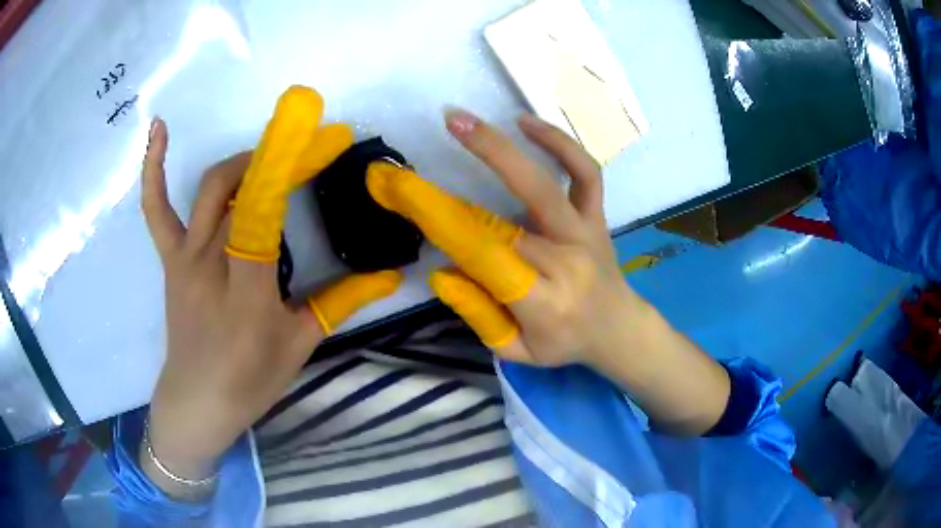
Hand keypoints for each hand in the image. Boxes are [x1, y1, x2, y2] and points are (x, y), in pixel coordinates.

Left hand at [140, 87, 400, 490]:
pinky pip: (155, 208)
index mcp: (247, 289)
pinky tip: (159, 129)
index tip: (328, 138)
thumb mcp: (300, 345)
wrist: (197, 400)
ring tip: (267, 156)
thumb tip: (390, 275)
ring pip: (208, 188)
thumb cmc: (250, 380)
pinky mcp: (169, 258)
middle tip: (308, 147)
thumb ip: (341, 303)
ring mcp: (184, 257)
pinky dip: (153, 167)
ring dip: (241, 161)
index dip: (294, 167)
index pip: (266, 210)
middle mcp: (210, 263)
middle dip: (276, 157)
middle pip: (238, 189)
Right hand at [368, 110, 638, 366]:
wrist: (618, 328)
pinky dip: (560, 143)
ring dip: (505, 147)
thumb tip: (443, 271)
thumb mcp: (516, 350)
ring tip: (465, 120)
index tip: (407, 195)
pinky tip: (527, 123)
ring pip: (546, 184)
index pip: (486, 257)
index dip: (444, 223)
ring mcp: (586, 233)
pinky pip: (585, 172)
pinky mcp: (597, 216)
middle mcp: (567, 262)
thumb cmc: (563, 343)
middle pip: (508, 216)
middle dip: (460, 178)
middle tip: (428, 144)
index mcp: (543, 302)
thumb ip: (478, 313)